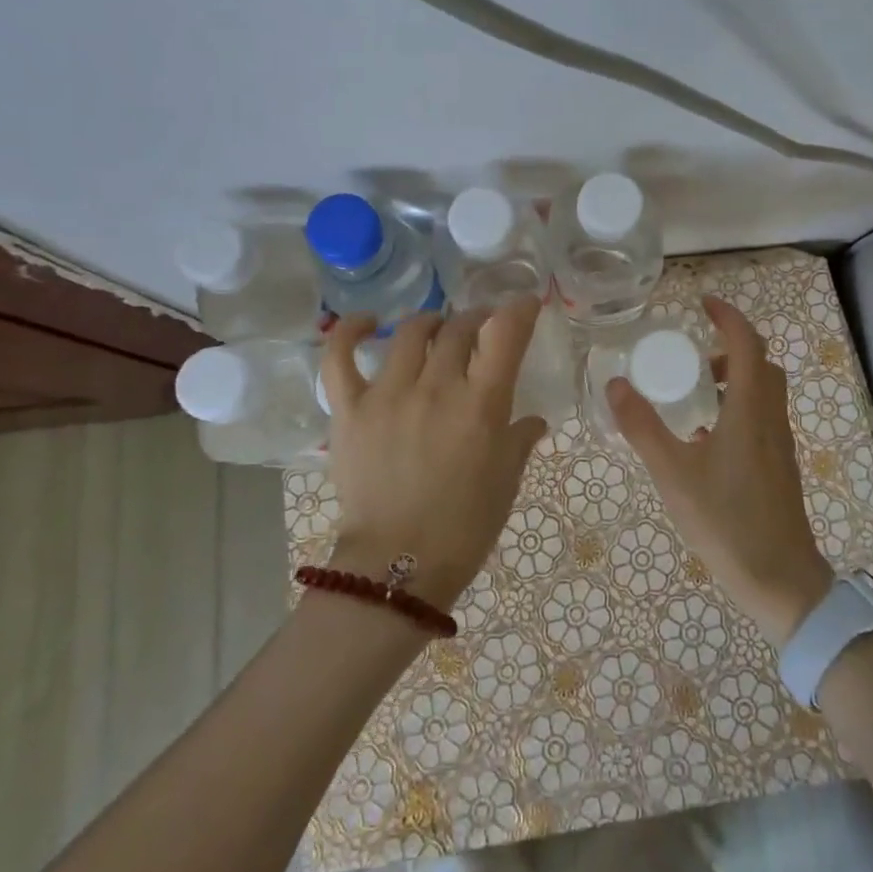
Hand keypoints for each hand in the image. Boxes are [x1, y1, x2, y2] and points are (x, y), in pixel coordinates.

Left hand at [321, 298, 548, 610]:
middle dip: (475, 319)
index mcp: (481, 404)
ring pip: (410, 332)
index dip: (518, 310)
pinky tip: (366, 323)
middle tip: (480, 328)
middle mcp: (436, 387)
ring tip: (437, 328)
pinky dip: (350, 331)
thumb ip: (520, 439)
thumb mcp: (506, 481)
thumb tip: (532, 420)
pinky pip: (340, 357)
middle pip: (458, 328)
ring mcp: (388, 394)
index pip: (505, 335)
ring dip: (431, 322)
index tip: (524, 304)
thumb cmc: (465, 526)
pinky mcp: (350, 409)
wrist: (398, 567)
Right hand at [607, 295, 833, 645]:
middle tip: (692, 354)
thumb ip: (642, 427)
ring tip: (694, 394)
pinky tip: (706, 438)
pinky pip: (761, 418)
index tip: (703, 303)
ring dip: (733, 378)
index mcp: (749, 410)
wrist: (781, 581)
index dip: (728, 317)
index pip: (747, 344)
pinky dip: (737, 407)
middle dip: (729, 347)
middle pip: (760, 364)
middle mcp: (770, 419)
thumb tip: (616, 383)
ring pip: (763, 392)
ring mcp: (779, 445)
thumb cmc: (726, 522)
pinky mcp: (779, 467)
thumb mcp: (673, 474)